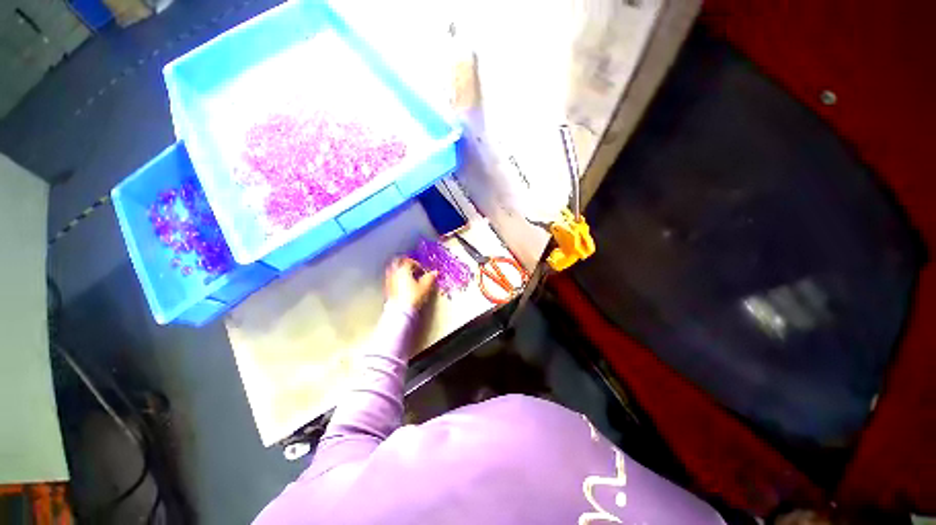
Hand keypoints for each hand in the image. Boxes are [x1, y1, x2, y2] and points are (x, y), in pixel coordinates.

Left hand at [385, 258, 436, 309]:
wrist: (400, 310)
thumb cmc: (413, 296)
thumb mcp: (425, 287)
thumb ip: (430, 277)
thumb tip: (435, 273)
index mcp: (403, 269)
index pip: (409, 261)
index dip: (417, 265)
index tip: (423, 271)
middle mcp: (394, 272)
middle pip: (398, 262)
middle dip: (405, 264)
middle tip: (413, 269)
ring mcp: (389, 280)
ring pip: (393, 269)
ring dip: (400, 270)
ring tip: (408, 277)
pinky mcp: (386, 288)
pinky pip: (390, 278)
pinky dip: (396, 278)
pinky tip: (402, 285)